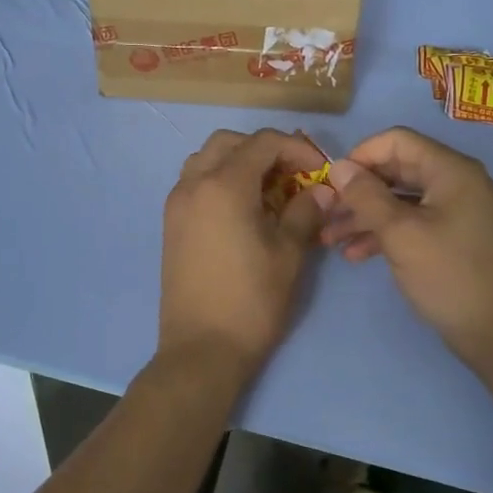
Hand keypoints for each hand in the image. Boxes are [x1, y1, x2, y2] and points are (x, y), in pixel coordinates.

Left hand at [158, 129, 327, 378]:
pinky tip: (243, 209)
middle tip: (293, 176)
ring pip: (207, 159)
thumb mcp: (289, 254)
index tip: (320, 171)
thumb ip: (305, 212)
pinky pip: (195, 182)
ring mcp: (177, 203)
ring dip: (238, 161)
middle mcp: (193, 184)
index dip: (297, 148)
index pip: (263, 142)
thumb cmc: (251, 300)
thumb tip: (322, 190)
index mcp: (224, 185)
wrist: (201, 350)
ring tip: (267, 190)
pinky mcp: (171, 223)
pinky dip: (219, 179)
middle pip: (230, 142)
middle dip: (265, 149)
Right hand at [320, 127, 492, 370]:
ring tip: (331, 239)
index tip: (332, 181)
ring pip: (401, 199)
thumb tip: (338, 167)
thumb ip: (366, 196)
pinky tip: (356, 254)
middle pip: (397, 170)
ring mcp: (457, 210)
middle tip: (326, 212)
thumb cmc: (449, 276)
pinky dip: (384, 232)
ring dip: (365, 215)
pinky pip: (413, 221)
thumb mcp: (400, 234)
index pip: (397, 141)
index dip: (361, 155)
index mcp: (451, 170)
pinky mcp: (453, 236)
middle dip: (358, 190)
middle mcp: (457, 182)